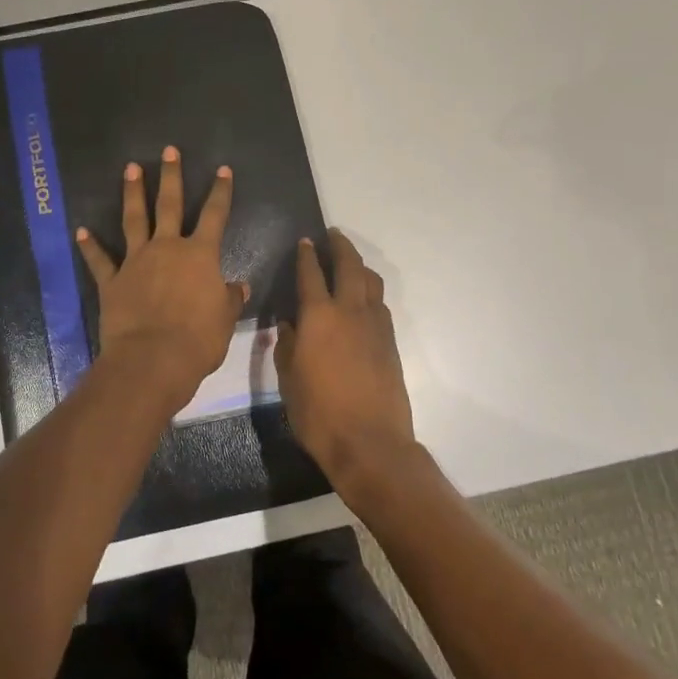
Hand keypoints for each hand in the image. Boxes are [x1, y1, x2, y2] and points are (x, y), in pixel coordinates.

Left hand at [76, 146, 247, 408]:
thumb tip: (237, 287)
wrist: (152, 360)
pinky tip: (81, 231)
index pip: (215, 215)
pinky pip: (100, 260)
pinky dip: (90, 246)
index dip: (220, 192)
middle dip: (171, 176)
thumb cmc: (197, 341)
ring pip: (134, 220)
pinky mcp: (112, 282)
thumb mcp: (224, 320)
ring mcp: (136, 262)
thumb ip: (228, 299)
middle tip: (169, 151)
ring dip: (132, 194)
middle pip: (169, 205)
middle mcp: (167, 249)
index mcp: (200, 256)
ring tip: (130, 168)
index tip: (222, 169)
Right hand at [276, 231, 417, 493]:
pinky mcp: (390, 342)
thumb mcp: (288, 380)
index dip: (306, 255)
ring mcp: (375, 325)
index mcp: (318, 317)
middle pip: (349, 266)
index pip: (311, 274)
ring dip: (359, 265)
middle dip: (340, 246)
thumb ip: (287, 346)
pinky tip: (363, 300)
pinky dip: (370, 292)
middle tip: (333, 235)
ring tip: (350, 262)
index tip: (305, 241)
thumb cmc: (319, 414)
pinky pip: (380, 304)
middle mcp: (349, 311)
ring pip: (370, 281)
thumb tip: (288, 325)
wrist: (370, 443)